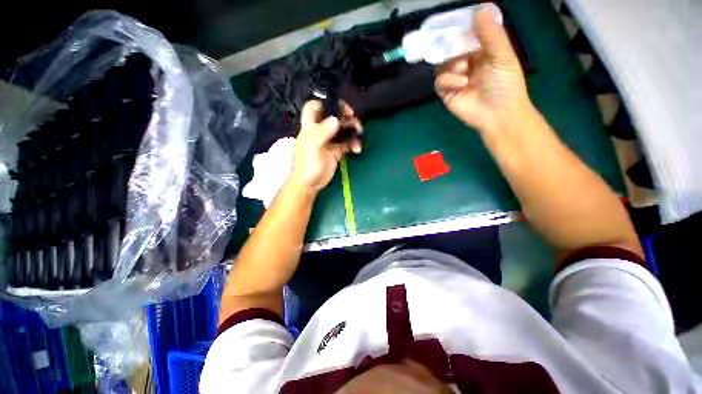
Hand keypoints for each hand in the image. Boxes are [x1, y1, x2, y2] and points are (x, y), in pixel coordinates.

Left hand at [290, 100, 361, 191]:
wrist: (311, 183)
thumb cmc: (307, 165)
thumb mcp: (312, 148)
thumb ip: (322, 133)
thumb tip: (335, 119)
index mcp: (310, 127)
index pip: (314, 107)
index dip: (323, 102)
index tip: (337, 106)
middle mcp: (320, 131)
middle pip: (333, 116)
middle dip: (344, 115)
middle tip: (353, 118)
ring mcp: (330, 140)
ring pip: (342, 129)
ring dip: (352, 129)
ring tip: (359, 133)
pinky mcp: (337, 150)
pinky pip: (347, 143)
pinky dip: (354, 144)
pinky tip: (357, 149)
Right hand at [435, 9, 532, 134]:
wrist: (498, 113)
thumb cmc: (505, 83)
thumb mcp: (502, 55)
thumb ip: (491, 33)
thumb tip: (480, 8)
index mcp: (479, 51)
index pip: (463, 35)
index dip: (457, 29)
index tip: (452, 23)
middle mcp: (464, 62)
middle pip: (448, 50)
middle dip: (451, 49)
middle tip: (459, 50)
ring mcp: (454, 78)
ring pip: (441, 65)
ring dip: (452, 66)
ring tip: (465, 71)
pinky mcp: (446, 93)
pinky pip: (439, 81)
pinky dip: (448, 80)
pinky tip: (461, 84)